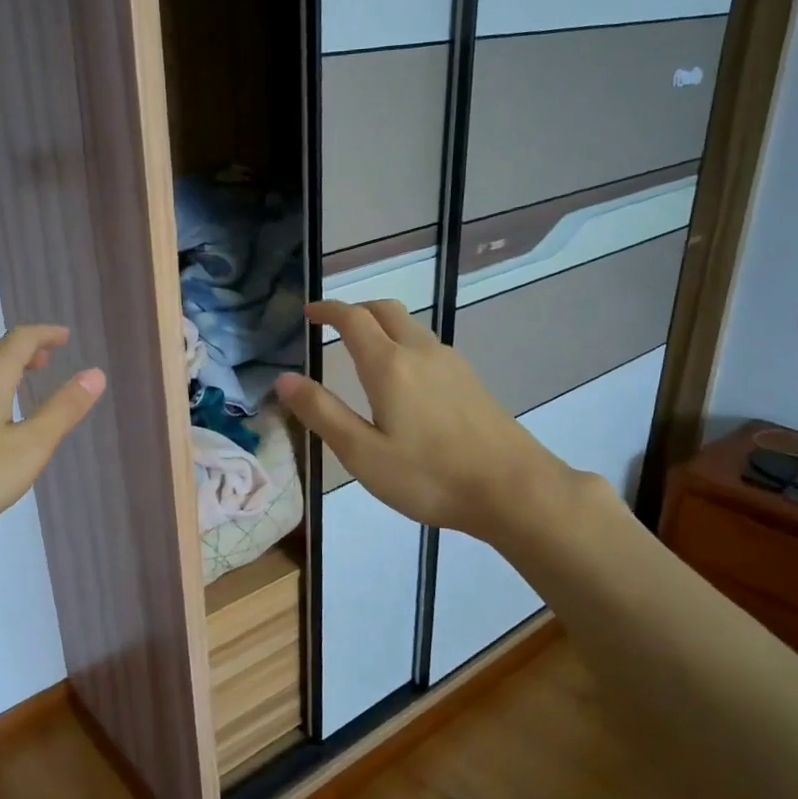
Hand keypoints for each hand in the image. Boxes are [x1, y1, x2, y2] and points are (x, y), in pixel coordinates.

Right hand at [274, 300, 575, 545]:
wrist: (513, 489)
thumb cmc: (429, 476)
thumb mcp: (362, 453)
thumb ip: (322, 413)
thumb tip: (284, 378)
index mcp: (389, 366)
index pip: (352, 319)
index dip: (327, 310)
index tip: (308, 313)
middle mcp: (420, 352)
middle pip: (385, 310)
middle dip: (356, 309)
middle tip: (333, 324)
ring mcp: (451, 364)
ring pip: (410, 325)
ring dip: (382, 324)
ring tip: (363, 348)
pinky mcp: (470, 380)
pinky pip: (428, 345)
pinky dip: (403, 342)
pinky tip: (403, 376)